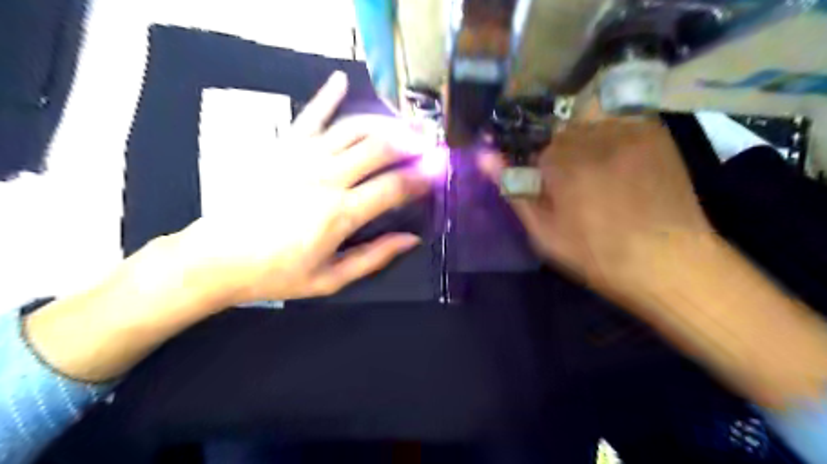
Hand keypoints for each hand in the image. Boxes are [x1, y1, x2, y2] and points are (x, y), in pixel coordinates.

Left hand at [166, 70, 425, 303]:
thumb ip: (373, 257)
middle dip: (412, 144)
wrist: (217, 257)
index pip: (395, 186)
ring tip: (404, 125)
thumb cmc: (276, 273)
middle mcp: (327, 177)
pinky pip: (310, 115)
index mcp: (341, 212)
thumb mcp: (330, 279)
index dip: (422, 179)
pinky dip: (327, 95)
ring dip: (384, 123)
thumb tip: (411, 240)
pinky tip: (341, 80)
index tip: (437, 175)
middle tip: (429, 146)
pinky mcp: (283, 147)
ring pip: (355, 127)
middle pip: (381, 148)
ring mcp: (303, 156)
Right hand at [483, 116, 714, 297]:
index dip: (540, 170)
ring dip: (587, 145)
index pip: (534, 147)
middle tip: (577, 186)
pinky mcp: (656, 133)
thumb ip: (515, 191)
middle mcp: (592, 137)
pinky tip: (622, 166)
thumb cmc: (597, 255)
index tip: (550, 190)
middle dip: (562, 155)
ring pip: (590, 124)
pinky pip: (621, 122)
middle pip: (562, 132)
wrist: (670, 262)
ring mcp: (628, 131)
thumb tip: (484, 156)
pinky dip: (613, 139)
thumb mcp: (544, 233)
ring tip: (600, 176)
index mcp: (561, 163)